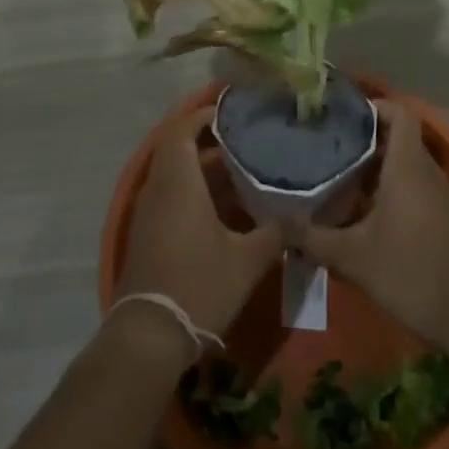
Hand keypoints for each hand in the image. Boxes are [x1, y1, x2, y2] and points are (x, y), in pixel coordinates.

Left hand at [115, 108, 283, 339]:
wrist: (149, 334)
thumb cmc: (200, 285)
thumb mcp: (248, 260)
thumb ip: (277, 233)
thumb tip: (302, 217)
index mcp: (179, 182)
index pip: (182, 130)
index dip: (203, 116)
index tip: (231, 113)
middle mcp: (158, 189)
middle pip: (178, 150)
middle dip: (209, 142)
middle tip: (244, 143)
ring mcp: (148, 212)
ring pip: (174, 174)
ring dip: (202, 169)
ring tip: (241, 172)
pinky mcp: (146, 233)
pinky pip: (169, 196)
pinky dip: (192, 191)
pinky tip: (222, 209)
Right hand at [294, 101, 448, 347]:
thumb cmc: (410, 274)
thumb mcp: (352, 257)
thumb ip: (311, 237)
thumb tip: (275, 223)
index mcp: (407, 167)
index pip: (400, 112)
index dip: (374, 105)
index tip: (342, 116)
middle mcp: (426, 172)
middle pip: (397, 137)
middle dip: (362, 138)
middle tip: (326, 146)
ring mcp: (437, 195)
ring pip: (404, 163)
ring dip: (373, 166)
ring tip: (335, 175)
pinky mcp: (441, 217)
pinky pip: (412, 186)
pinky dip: (387, 188)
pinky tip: (360, 212)